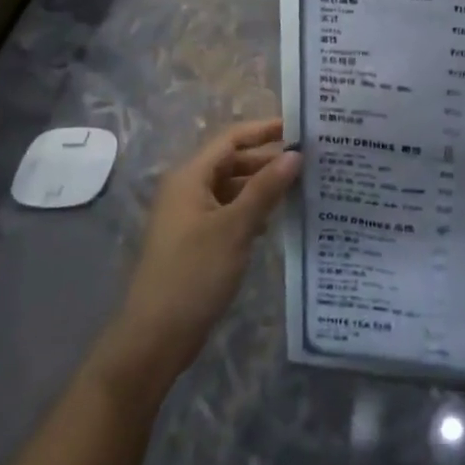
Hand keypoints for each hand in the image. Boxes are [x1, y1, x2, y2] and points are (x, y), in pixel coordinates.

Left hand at [101, 118, 300, 392]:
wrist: (155, 336)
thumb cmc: (194, 273)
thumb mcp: (235, 227)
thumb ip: (266, 188)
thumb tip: (295, 153)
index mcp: (190, 177)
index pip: (231, 139)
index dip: (264, 130)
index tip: (300, 128)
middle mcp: (188, 189)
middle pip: (232, 162)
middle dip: (267, 160)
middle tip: (309, 160)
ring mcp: (191, 216)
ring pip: (232, 188)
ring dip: (262, 186)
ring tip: (300, 187)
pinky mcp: (197, 240)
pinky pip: (229, 211)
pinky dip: (252, 210)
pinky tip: (276, 220)